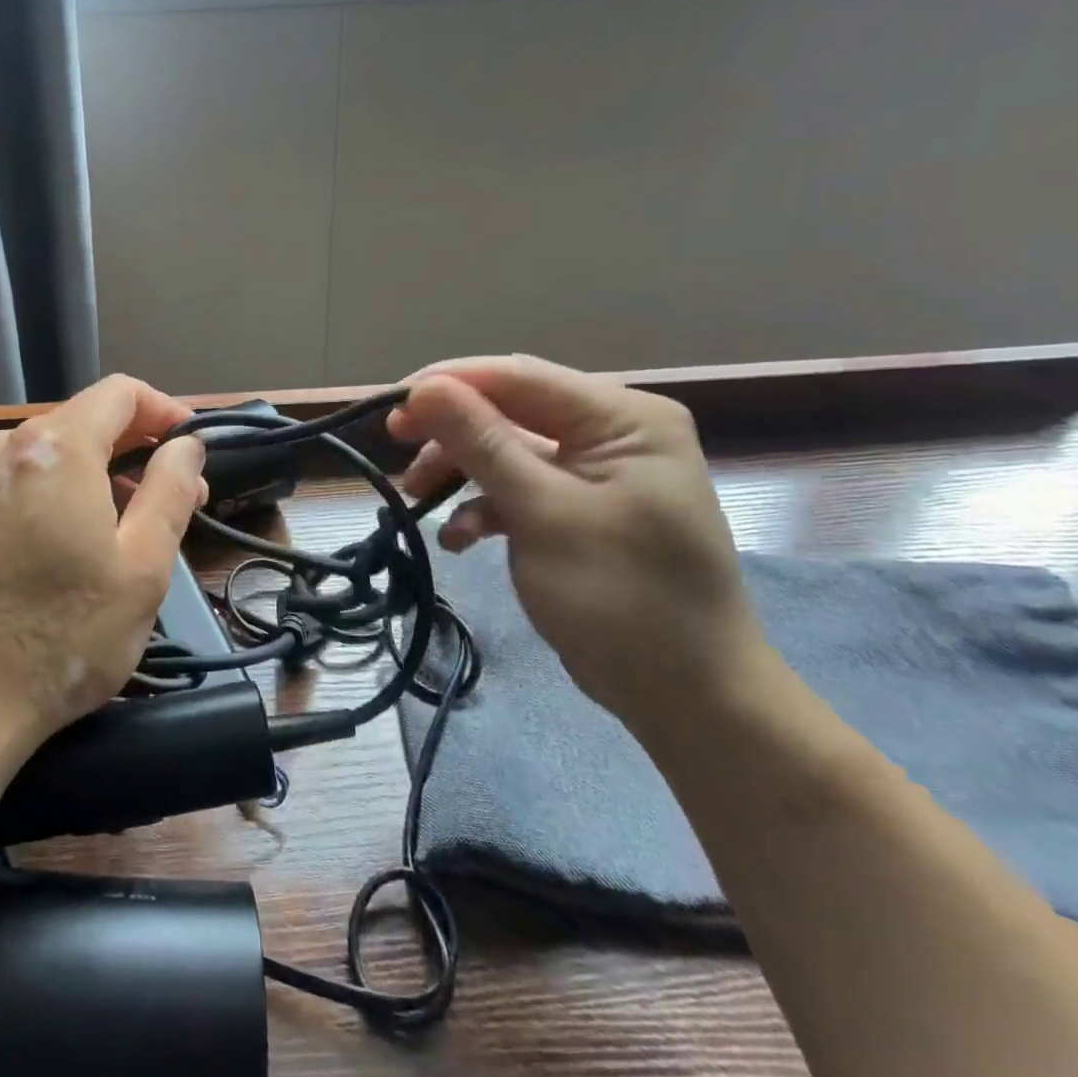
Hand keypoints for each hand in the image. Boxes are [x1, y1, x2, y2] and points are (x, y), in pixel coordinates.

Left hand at [0, 375, 207, 750]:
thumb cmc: (65, 635)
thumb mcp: (142, 565)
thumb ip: (171, 489)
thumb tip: (187, 445)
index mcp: (54, 447)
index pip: (121, 393)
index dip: (165, 411)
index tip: (192, 447)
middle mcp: (6, 443)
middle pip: (88, 418)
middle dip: (138, 447)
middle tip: (178, 496)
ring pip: (58, 448)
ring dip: (103, 470)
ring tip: (136, 522)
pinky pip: (28, 473)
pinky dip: (66, 486)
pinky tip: (83, 533)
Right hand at [387, 355, 771, 729]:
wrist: (688, 700)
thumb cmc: (624, 599)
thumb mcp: (544, 515)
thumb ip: (482, 443)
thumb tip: (424, 388)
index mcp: (622, 417)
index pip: (518, 377)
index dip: (448, 384)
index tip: (389, 408)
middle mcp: (611, 432)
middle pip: (508, 410)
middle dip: (450, 434)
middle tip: (396, 450)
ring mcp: (594, 472)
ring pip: (504, 449)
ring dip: (458, 472)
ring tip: (416, 500)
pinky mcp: (577, 508)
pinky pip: (517, 489)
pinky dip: (483, 507)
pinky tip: (461, 540)